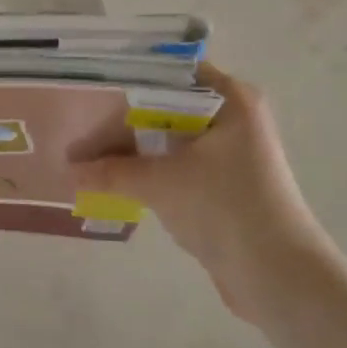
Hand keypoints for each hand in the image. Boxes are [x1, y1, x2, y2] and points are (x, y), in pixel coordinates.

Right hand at [72, 64, 322, 326]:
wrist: (279, 276)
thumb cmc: (225, 208)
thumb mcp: (161, 183)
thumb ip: (112, 172)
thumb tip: (68, 170)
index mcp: (230, 99)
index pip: (170, 71)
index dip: (128, 76)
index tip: (90, 84)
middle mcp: (233, 117)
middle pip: (166, 105)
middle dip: (123, 119)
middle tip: (79, 124)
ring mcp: (230, 153)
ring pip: (170, 138)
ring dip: (133, 148)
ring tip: (87, 152)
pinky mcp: (224, 184)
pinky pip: (177, 165)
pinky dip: (149, 170)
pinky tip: (114, 178)